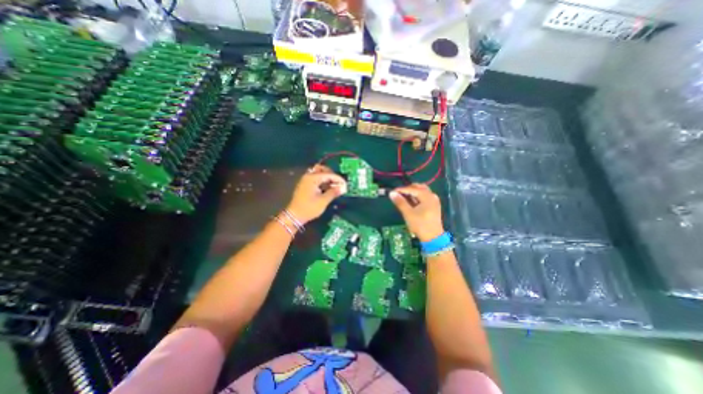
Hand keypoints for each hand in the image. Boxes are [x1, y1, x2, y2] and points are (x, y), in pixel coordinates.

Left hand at [287, 164, 346, 223]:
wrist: (294, 216)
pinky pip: (316, 178)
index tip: (345, 184)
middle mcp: (308, 176)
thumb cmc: (309, 208)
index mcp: (312, 178)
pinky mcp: (305, 185)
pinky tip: (327, 188)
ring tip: (334, 186)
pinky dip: (322, 181)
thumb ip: (333, 192)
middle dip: (332, 175)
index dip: (338, 179)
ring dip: (327, 178)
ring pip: (319, 174)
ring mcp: (306, 180)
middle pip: (322, 170)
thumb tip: (343, 188)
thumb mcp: (323, 201)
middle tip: (339, 183)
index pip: (328, 174)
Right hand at [386, 183, 440, 240]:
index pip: (412, 188)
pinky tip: (411, 201)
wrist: (433, 238)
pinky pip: (424, 196)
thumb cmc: (420, 225)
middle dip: (408, 189)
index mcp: (427, 196)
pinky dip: (417, 196)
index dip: (401, 189)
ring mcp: (434, 200)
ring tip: (404, 197)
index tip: (392, 191)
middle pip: (419, 187)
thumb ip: (400, 202)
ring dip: (413, 192)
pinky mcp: (434, 206)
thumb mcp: (408, 213)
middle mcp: (432, 196)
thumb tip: (391, 193)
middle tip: (398, 194)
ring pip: (422, 191)